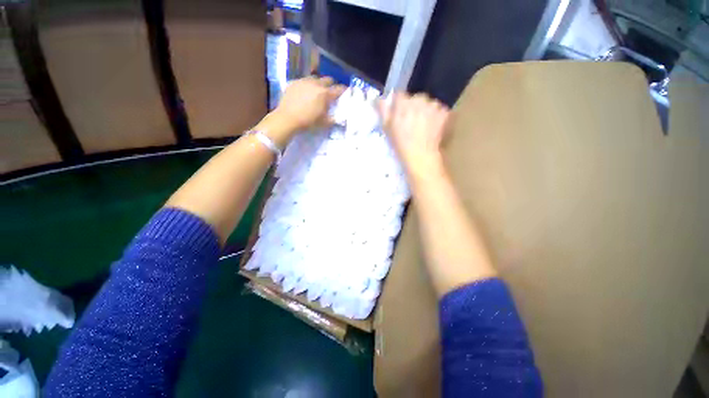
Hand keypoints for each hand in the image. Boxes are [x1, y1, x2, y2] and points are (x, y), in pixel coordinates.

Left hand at [273, 76, 345, 131]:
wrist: (287, 119)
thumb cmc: (308, 121)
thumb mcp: (323, 123)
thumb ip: (332, 118)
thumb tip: (338, 118)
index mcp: (325, 94)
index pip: (338, 89)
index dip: (344, 90)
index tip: (346, 92)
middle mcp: (316, 84)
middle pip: (327, 79)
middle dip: (331, 85)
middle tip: (330, 93)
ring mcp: (304, 81)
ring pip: (315, 78)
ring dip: (318, 84)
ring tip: (316, 92)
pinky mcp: (294, 82)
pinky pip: (304, 81)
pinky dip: (307, 86)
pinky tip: (304, 93)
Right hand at [378, 92, 449, 177]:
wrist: (421, 156)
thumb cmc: (401, 144)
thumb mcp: (387, 128)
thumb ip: (382, 110)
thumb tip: (378, 98)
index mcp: (403, 103)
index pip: (399, 95)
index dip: (398, 105)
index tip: (399, 114)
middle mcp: (419, 100)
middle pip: (415, 99)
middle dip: (413, 107)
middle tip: (412, 123)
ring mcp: (434, 105)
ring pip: (428, 104)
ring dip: (426, 111)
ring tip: (424, 126)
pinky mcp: (445, 112)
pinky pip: (440, 110)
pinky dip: (437, 117)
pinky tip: (434, 128)